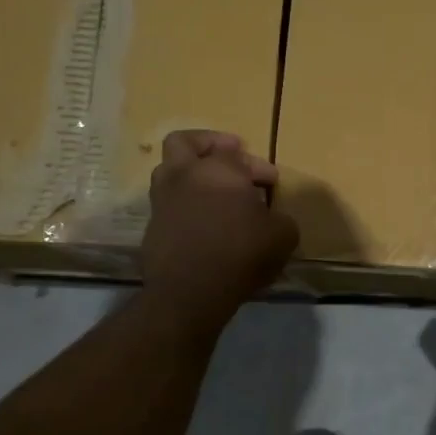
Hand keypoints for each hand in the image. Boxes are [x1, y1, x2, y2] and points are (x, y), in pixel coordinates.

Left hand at [141, 131, 298, 326]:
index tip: (271, 182)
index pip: (237, 153)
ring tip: (215, 191)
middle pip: (184, 142)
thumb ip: (280, 219)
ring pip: (170, 171)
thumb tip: (273, 218)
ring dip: (192, 175)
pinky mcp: (152, 226)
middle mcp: (184, 175)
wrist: (189, 292)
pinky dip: (185, 205)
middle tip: (229, 154)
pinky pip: (169, 204)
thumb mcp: (282, 236)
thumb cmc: (241, 254)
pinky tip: (205, 222)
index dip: (258, 165)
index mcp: (218, 169)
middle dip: (208, 143)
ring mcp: (163, 200)